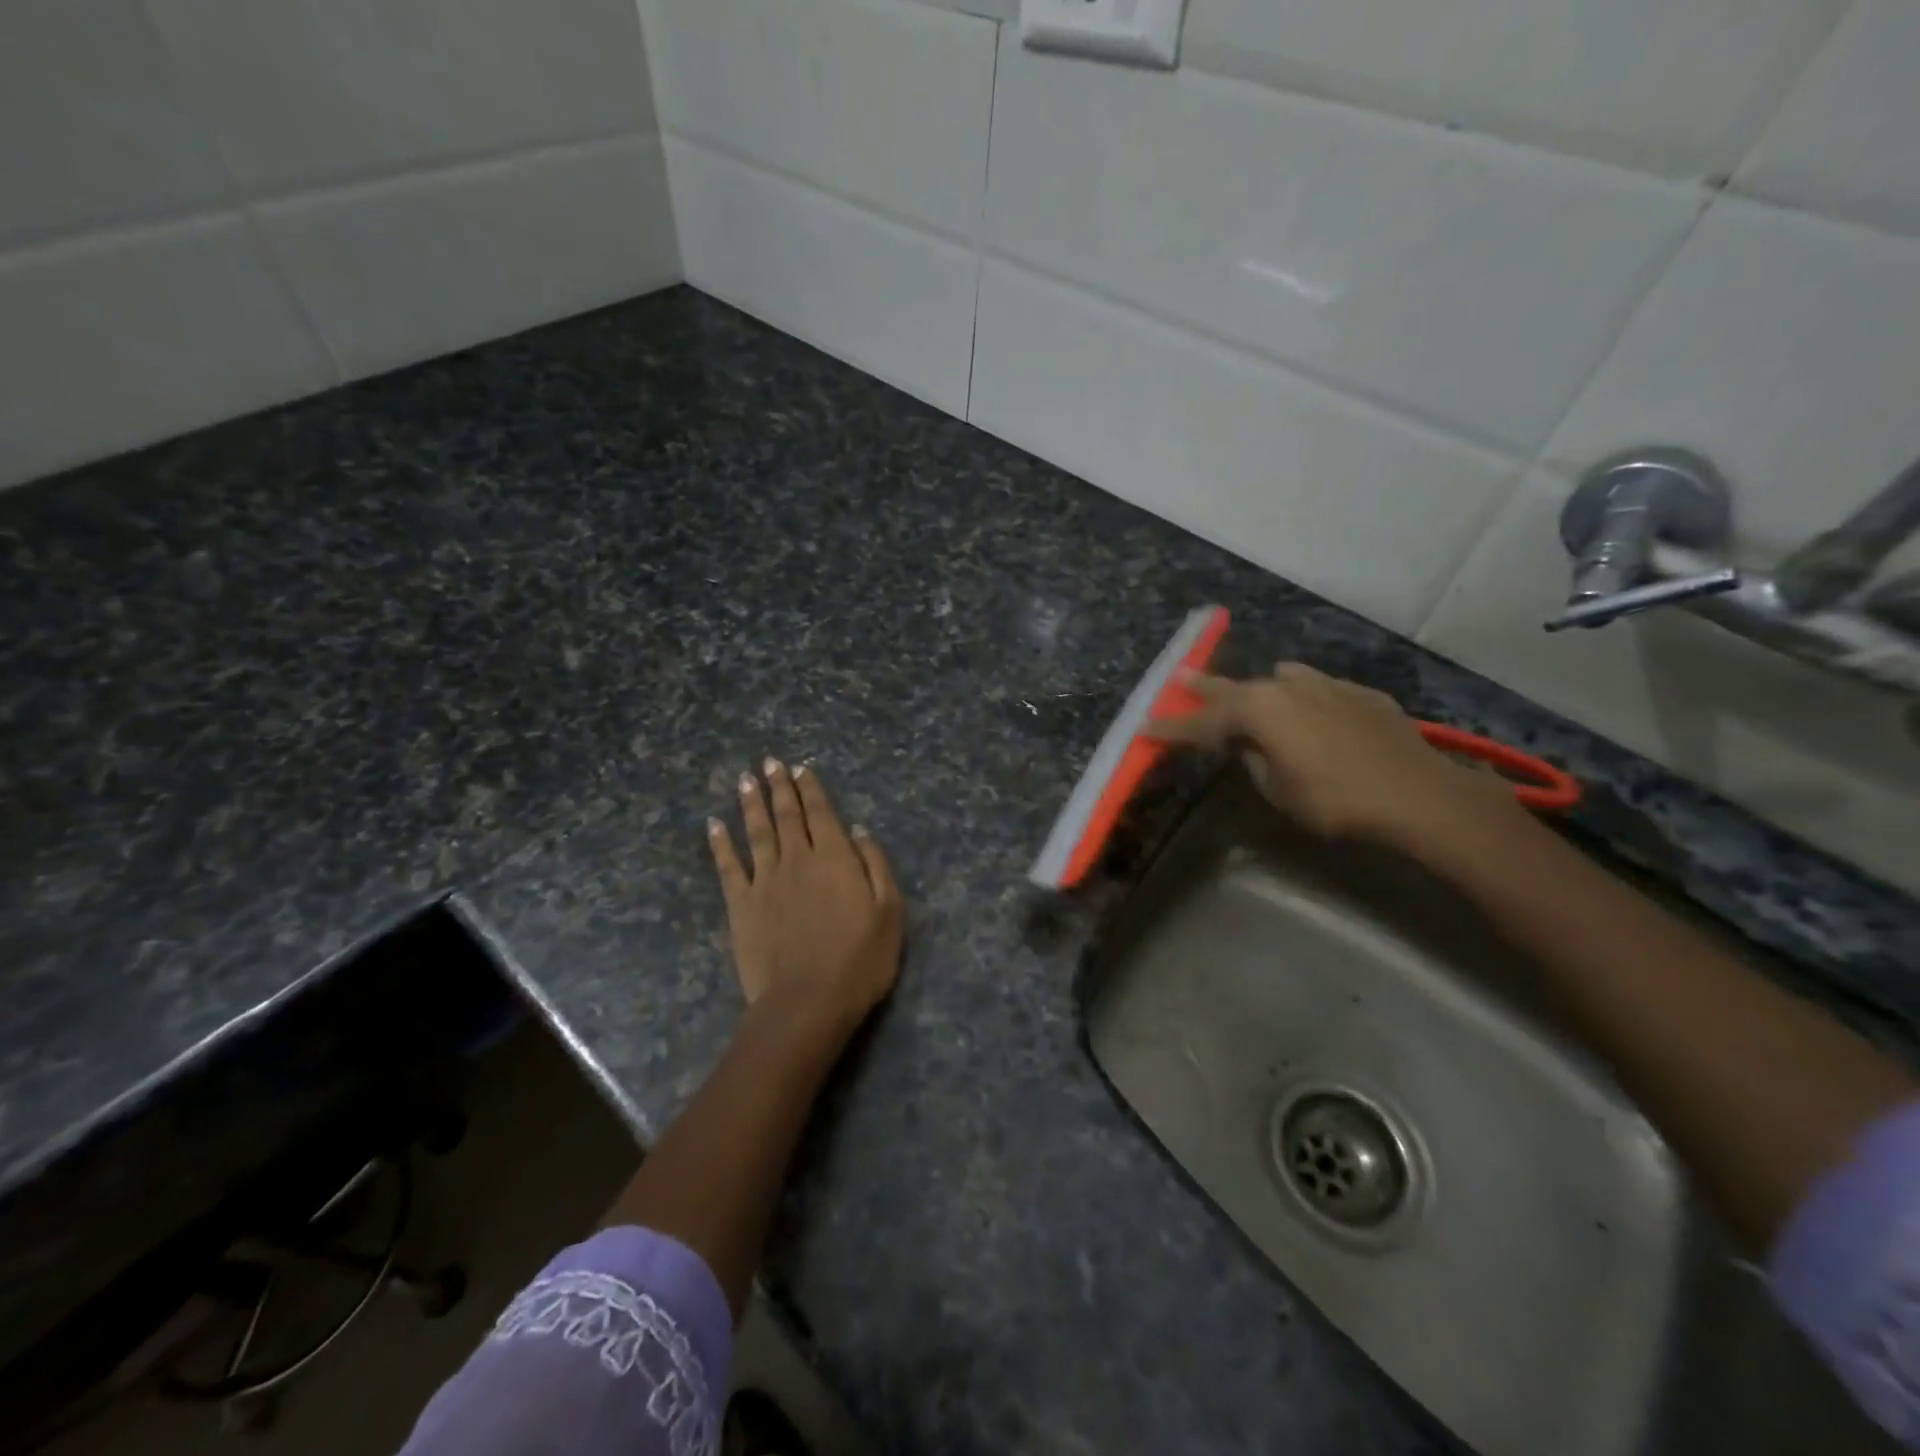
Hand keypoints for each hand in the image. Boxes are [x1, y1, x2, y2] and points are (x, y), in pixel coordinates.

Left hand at [709, 760, 903, 1033]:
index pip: (821, 813)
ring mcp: (765, 881)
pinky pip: (728, 866)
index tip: (801, 768)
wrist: (807, 1002)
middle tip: (770, 763)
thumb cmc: (859, 960)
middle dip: (779, 786)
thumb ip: (875, 865)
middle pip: (787, 815)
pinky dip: (720, 844)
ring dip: (751, 804)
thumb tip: (858, 830)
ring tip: (745, 780)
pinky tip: (714, 825)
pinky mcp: (741, 905)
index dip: (811, 789)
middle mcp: (797, 860)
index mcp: (835, 858)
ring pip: (757, 832)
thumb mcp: (889, 912)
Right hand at [1146, 663, 1523, 851]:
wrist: (1418, 795)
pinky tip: (1314, 717)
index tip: (1146, 727)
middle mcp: (1287, 686)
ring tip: (1254, 697)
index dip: (1172, 727)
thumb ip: (1254, 760)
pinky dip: (1305, 700)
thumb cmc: (1334, 800)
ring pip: (1281, 679)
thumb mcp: (1277, 790)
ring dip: (1261, 690)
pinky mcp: (1360, 694)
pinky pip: (1319, 690)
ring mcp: (1327, 684)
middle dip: (1204, 688)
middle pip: (1235, 687)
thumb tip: (1249, 745)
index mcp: (1258, 710)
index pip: (1202, 722)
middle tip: (1179, 678)